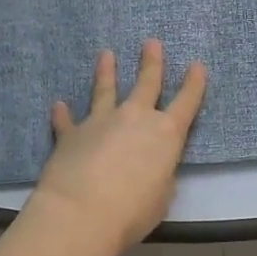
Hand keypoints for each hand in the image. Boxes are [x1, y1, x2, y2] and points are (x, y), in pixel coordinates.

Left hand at [28, 40, 206, 255]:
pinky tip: (59, 105)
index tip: (197, 65)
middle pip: (146, 83)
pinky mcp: (71, 134)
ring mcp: (100, 122)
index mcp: (166, 134)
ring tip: (106, 55)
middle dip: (152, 62)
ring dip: (106, 72)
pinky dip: (63, 114)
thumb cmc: (133, 210)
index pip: (186, 103)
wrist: (82, 212)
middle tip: (152, 42)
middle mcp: (135, 118)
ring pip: (105, 90)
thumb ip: (160, 175)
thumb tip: (151, 166)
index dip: (194, 84)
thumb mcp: (162, 196)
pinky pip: (67, 120)